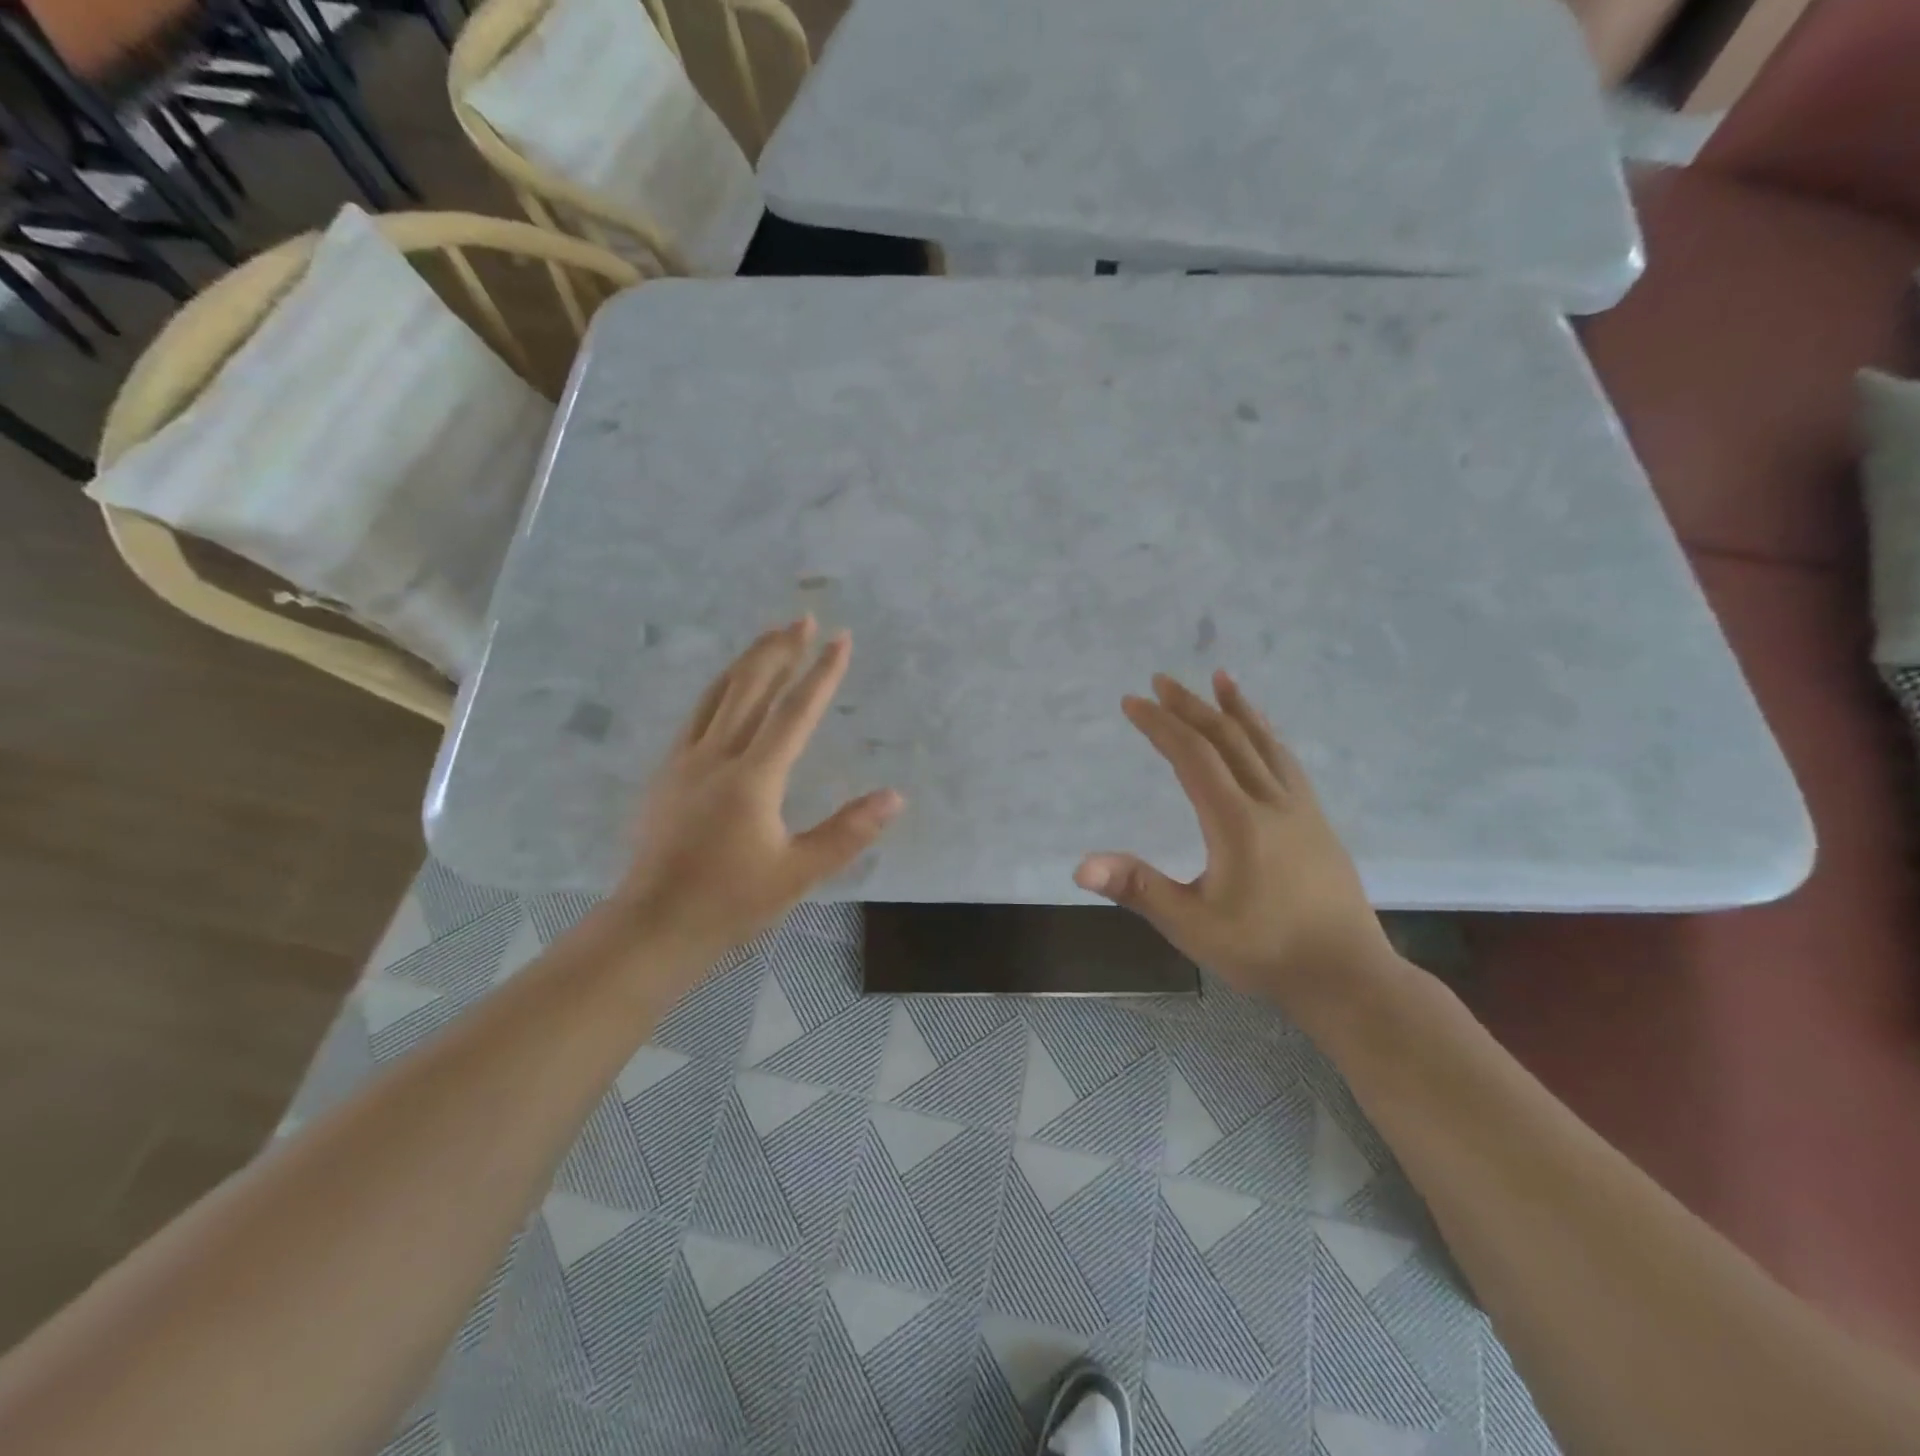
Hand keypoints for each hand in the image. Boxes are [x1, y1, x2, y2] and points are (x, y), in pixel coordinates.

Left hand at [615, 617, 902, 962]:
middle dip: (780, 650)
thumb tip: (894, 797)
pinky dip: (719, 689)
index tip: (841, 639)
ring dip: (748, 661)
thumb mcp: (798, 872)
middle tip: (803, 620)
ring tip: (770, 637)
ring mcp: (684, 761)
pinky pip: (696, 715)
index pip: (794, 713)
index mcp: (752, 778)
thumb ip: (847, 832)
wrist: (652, 926)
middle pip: (750, 688)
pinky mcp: (666, 774)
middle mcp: (716, 756)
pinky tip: (726, 688)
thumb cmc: (729, 903)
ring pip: (718, 694)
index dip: (821, 674)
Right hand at [1075, 671, 1399, 1007]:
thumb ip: (1138, 889)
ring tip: (1220, 678)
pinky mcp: (1317, 821)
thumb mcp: (1191, 925)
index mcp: (1236, 821)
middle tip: (1161, 680)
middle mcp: (1270, 802)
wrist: (1347, 976)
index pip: (1192, 756)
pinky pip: (1287, 761)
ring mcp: (1301, 808)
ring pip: (1265, 743)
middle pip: (1227, 738)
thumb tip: (1080, 866)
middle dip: (1190, 706)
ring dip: (1237, 708)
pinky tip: (1263, 733)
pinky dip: (1268, 735)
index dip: (1160, 725)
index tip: (1132, 702)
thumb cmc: (1263, 951)